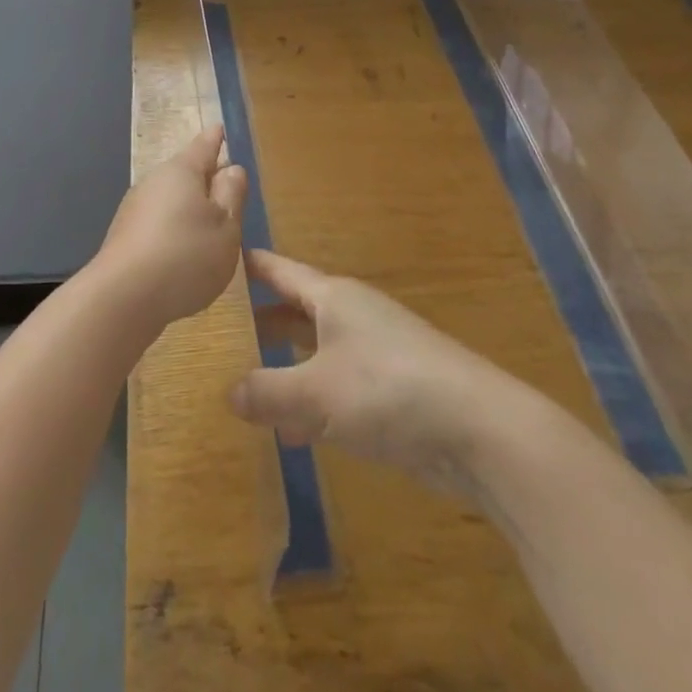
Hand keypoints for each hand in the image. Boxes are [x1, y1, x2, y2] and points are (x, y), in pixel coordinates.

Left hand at [94, 125, 247, 329]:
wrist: (122, 299)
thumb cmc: (186, 255)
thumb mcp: (226, 226)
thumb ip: (232, 195)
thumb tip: (231, 168)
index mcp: (181, 172)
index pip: (203, 146)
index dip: (215, 139)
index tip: (220, 129)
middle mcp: (153, 183)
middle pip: (184, 174)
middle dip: (205, 180)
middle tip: (227, 188)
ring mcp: (134, 211)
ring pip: (170, 202)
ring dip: (189, 211)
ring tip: (210, 229)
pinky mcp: (124, 240)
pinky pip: (158, 227)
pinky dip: (174, 234)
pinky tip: (184, 257)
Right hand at [228, 250, 509, 491]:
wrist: (476, 428)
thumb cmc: (387, 389)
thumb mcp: (315, 391)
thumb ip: (266, 391)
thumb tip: (228, 393)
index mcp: (333, 297)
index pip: (280, 270)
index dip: (249, 266)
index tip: (216, 260)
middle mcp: (352, 316)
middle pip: (296, 310)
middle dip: (260, 321)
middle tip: (216, 331)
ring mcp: (373, 353)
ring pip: (314, 351)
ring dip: (283, 366)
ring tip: (239, 382)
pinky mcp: (389, 391)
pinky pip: (335, 387)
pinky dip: (310, 401)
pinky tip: (288, 432)